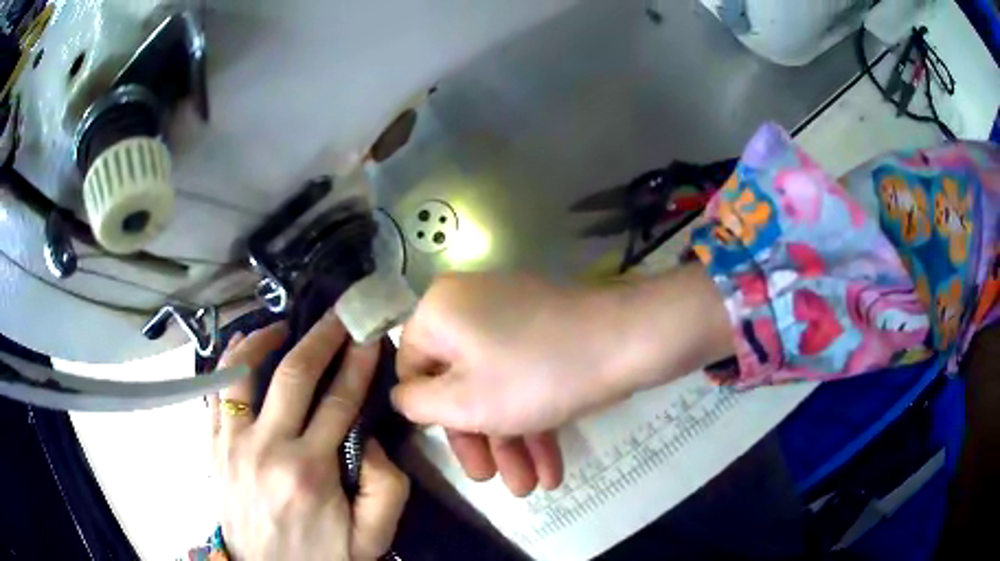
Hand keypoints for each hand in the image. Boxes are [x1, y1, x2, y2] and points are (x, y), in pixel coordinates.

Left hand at [209, 311, 408, 560]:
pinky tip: (242, 352)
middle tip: (338, 315)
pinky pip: (215, 392)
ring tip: (282, 326)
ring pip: (242, 372)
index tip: (368, 335)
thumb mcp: (372, 538)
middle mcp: (267, 448)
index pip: (339, 401)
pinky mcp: (214, 446)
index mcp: (310, 472)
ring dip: (263, 339)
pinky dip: (228, 364)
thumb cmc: (322, 556)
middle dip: (321, 336)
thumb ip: (387, 489)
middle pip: (294, 375)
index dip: (357, 363)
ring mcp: (233, 444)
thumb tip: (370, 438)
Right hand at [391, 266, 731, 496]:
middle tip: (491, 481)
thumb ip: (417, 403)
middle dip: (479, 439)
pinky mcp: (546, 333)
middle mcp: (470, 306)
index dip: (428, 412)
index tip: (454, 447)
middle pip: (459, 382)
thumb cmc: (534, 375)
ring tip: (528, 488)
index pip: (412, 366)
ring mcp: (513, 318)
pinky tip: (550, 468)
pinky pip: (525, 377)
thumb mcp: (462, 401)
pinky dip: (533, 419)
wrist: (628, 342)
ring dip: (510, 441)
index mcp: (439, 311)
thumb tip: (404, 397)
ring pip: (497, 387)